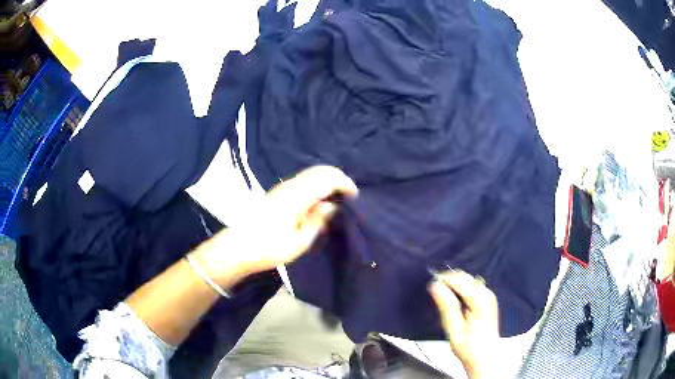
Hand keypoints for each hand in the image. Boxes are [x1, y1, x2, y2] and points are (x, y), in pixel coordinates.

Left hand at [203, 166, 357, 281]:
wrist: (238, 248)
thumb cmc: (269, 248)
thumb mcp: (299, 242)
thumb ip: (318, 221)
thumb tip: (332, 206)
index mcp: (297, 196)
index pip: (327, 178)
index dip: (344, 183)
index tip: (355, 197)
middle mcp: (290, 185)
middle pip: (319, 171)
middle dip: (338, 178)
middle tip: (349, 196)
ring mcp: (282, 187)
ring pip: (311, 174)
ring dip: (327, 180)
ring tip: (337, 198)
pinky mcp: (278, 193)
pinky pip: (303, 181)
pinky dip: (316, 184)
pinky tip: (319, 200)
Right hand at [429, 270, 498, 378]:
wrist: (485, 357)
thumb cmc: (469, 348)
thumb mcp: (454, 330)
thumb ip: (447, 306)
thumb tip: (435, 286)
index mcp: (480, 300)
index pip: (460, 280)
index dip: (443, 279)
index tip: (429, 286)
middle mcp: (487, 293)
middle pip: (465, 277)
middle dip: (448, 281)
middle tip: (433, 292)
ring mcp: (489, 295)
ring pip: (467, 279)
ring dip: (453, 284)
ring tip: (441, 297)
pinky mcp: (487, 298)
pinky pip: (471, 285)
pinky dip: (460, 288)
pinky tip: (453, 300)